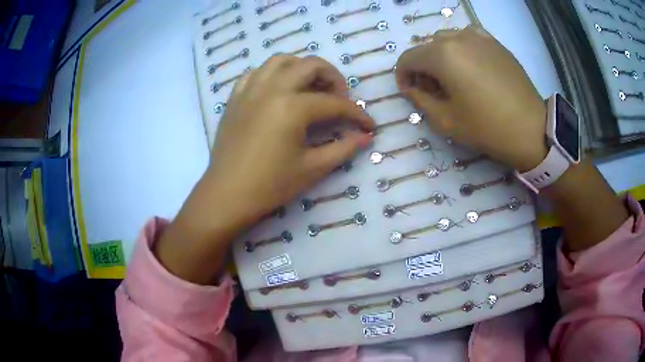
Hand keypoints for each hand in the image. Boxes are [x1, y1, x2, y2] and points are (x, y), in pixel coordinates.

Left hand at [155, 56, 373, 283]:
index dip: (357, 114)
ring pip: (281, 61)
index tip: (368, 124)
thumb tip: (366, 137)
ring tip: (310, 87)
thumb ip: (343, 148)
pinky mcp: (236, 97)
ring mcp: (250, 89)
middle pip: (311, 65)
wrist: (227, 194)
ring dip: (302, 68)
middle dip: (333, 77)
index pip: (335, 104)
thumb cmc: (270, 185)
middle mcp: (272, 88)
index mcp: (293, 107)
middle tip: (340, 98)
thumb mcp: (313, 168)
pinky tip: (278, 90)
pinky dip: (272, 74)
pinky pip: (255, 72)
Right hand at [395, 26, 547, 171]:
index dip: (403, 76)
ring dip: (441, 57)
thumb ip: (420, 100)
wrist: (531, 128)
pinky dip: (461, 50)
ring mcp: (478, 36)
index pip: (408, 58)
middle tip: (434, 90)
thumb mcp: (446, 121)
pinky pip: (467, 39)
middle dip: (423, 67)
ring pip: (446, 40)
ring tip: (454, 78)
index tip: (411, 93)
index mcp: (442, 55)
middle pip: (426, 47)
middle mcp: (457, 37)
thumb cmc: (487, 127)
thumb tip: (411, 87)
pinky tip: (471, 67)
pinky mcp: (494, 42)